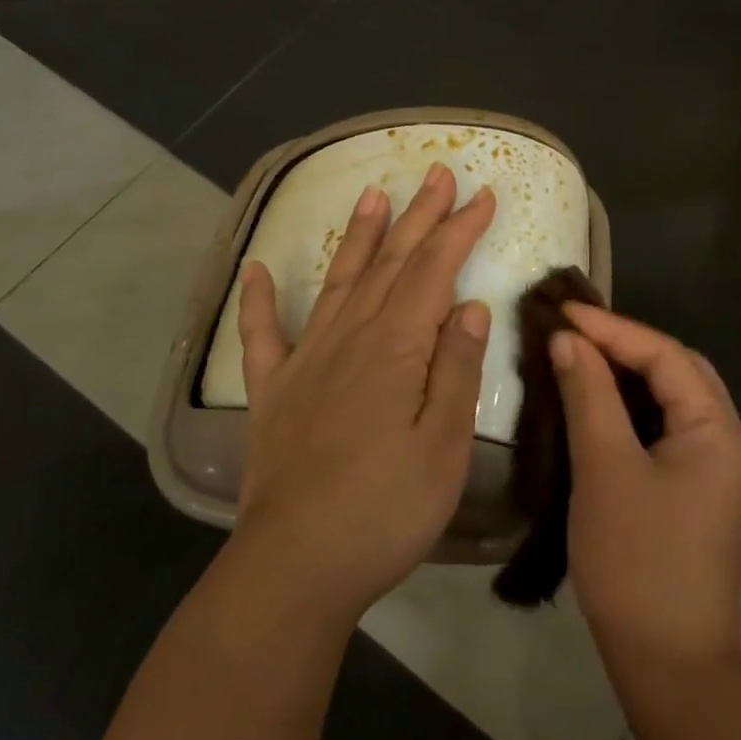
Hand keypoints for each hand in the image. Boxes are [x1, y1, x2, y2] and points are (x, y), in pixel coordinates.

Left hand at [231, 163, 495, 628]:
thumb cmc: (386, 509)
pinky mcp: (273, 391)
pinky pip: (262, 335)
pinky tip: (257, 270)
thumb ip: (456, 369)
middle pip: (391, 262)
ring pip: (339, 281)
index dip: (460, 228)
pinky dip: (259, 300)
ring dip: (358, 236)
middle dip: (419, 215)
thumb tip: (468, 305)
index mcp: (396, 348)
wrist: (295, 566)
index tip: (483, 194)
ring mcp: (306, 361)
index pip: (435, 270)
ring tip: (371, 193)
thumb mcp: (444, 444)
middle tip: (437, 172)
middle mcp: (350, 338)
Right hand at [552, 307, 740, 672]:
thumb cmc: (636, 561)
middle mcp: (730, 438)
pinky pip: (669, 425)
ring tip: (583, 355)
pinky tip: (602, 403)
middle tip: (574, 331)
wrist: (670, 666)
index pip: (665, 355)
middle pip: (677, 369)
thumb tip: (569, 340)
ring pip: (674, 397)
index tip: (563, 311)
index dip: (612, 328)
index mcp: (718, 428)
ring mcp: (719, 466)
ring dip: (631, 373)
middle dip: (626, 344)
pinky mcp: (702, 488)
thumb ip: (589, 394)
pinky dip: (636, 405)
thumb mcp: (604, 469)